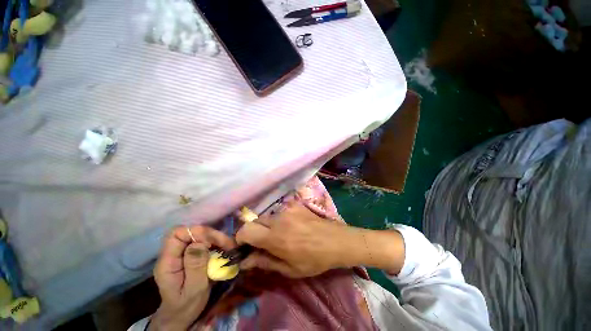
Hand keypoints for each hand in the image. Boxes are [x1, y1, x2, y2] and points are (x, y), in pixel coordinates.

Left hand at [150, 226, 235, 330]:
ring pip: (199, 235)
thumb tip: (201, 243)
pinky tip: (224, 250)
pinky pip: (204, 242)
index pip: (176, 234)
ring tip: (229, 247)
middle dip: (211, 235)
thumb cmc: (186, 306)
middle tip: (227, 244)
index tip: (213, 242)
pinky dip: (216, 243)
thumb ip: (195, 266)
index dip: (196, 232)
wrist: (181, 315)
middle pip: (190, 232)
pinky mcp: (191, 255)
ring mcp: (182, 254)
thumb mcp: (193, 289)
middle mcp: (173, 254)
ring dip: (216, 238)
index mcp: (167, 262)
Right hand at [236, 203, 356, 277]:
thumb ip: (264, 262)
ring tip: (280, 235)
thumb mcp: (289, 268)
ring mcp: (288, 209)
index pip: (246, 230)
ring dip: (267, 226)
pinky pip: (280, 211)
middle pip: (255, 221)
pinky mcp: (295, 204)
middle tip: (264, 243)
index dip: (240, 238)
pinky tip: (291, 226)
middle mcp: (279, 219)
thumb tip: (244, 261)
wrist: (336, 240)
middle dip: (254, 232)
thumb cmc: (314, 259)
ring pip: (267, 216)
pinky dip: (279, 219)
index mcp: (275, 237)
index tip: (244, 247)